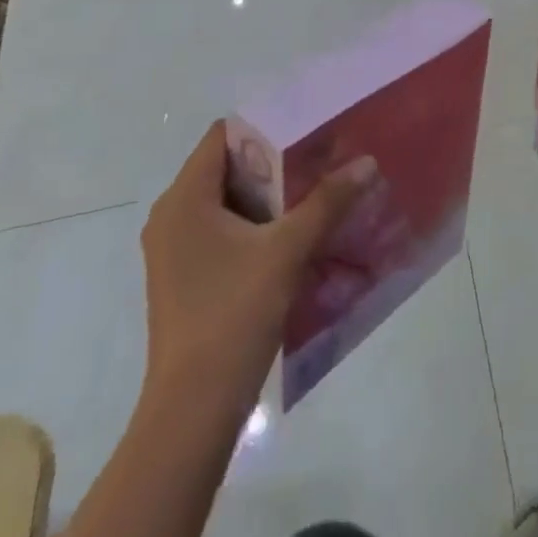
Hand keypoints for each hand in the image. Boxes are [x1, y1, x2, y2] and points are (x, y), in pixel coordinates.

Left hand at [139, 122, 376, 412]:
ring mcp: (174, 250)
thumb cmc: (233, 314)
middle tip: (322, 159)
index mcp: (184, 198)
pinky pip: (221, 231)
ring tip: (316, 193)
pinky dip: (255, 226)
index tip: (309, 129)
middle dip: (275, 162)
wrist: (193, 410)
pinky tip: (292, 237)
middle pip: (226, 167)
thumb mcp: (287, 251)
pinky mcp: (183, 277)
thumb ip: (328, 201)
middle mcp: (171, 216)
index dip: (266, 126)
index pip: (224, 136)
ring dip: (269, 196)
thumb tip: (367, 162)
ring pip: (226, 202)